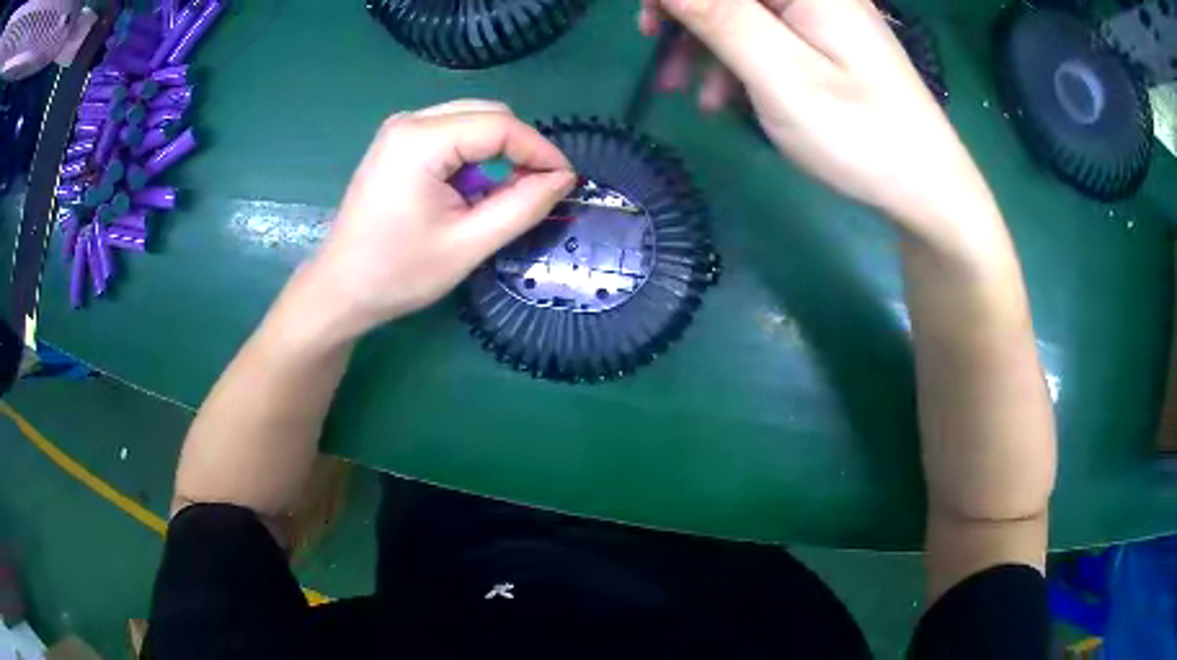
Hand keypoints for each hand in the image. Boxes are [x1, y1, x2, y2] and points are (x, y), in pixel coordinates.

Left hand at [303, 100, 576, 338]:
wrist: (341, 289)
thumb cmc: (398, 273)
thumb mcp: (468, 245)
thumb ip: (522, 206)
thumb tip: (563, 178)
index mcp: (421, 140)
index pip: (500, 126)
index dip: (540, 150)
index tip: (567, 181)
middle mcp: (409, 121)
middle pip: (487, 115)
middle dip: (520, 148)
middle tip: (539, 189)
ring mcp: (400, 129)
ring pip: (472, 121)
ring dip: (498, 152)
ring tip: (505, 194)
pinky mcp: (397, 142)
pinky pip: (451, 133)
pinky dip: (474, 156)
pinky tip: (473, 189)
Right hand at [639, 0, 998, 241]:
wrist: (927, 190)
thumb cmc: (859, 135)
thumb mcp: (781, 74)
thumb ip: (720, 16)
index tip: (649, 27)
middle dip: (687, 14)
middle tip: (656, 53)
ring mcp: (823, 18)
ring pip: (744, 12)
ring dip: (705, 43)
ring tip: (684, 92)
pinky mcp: (827, 44)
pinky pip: (767, 37)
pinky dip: (737, 61)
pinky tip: (725, 100)